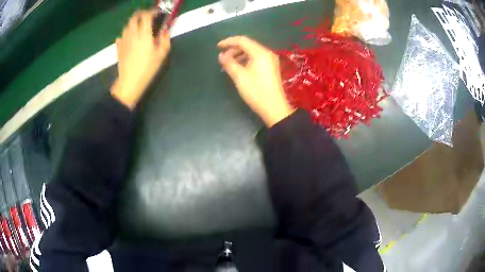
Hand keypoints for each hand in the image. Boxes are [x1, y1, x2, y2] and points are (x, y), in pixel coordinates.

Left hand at [111, 10, 170, 109]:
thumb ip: (165, 39)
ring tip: (140, 26)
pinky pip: (121, 35)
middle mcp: (132, 34)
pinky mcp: (119, 47)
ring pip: (127, 25)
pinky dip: (127, 33)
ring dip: (134, 22)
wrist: (129, 83)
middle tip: (148, 17)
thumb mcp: (161, 55)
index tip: (158, 14)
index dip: (152, 12)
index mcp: (144, 35)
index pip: (146, 16)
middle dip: (142, 14)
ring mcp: (124, 41)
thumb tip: (165, 29)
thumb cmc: (147, 69)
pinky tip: (131, 37)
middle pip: (134, 17)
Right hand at [218, 36, 293, 126]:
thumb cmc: (256, 92)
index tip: (218, 47)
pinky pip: (256, 58)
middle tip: (223, 59)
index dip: (228, 42)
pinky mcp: (271, 67)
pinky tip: (239, 68)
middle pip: (248, 45)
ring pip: (252, 52)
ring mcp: (270, 60)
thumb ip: (229, 63)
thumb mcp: (240, 77)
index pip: (242, 40)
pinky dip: (246, 60)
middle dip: (233, 49)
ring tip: (229, 64)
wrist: (274, 108)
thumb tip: (221, 55)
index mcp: (260, 53)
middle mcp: (267, 53)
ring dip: (239, 55)